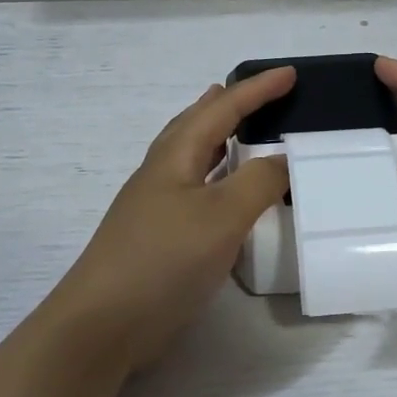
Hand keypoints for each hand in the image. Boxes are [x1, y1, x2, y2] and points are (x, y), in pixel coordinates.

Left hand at [49, 69, 294, 373]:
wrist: (105, 321)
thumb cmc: (163, 258)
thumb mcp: (222, 215)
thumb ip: (258, 182)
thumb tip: (282, 159)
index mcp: (175, 156)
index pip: (222, 110)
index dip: (257, 90)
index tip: (290, 74)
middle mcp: (163, 174)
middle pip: (196, 126)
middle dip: (226, 106)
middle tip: (255, 95)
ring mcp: (157, 207)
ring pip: (193, 159)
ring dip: (218, 140)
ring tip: (240, 134)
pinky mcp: (161, 238)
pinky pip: (196, 193)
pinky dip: (217, 180)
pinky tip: (227, 197)